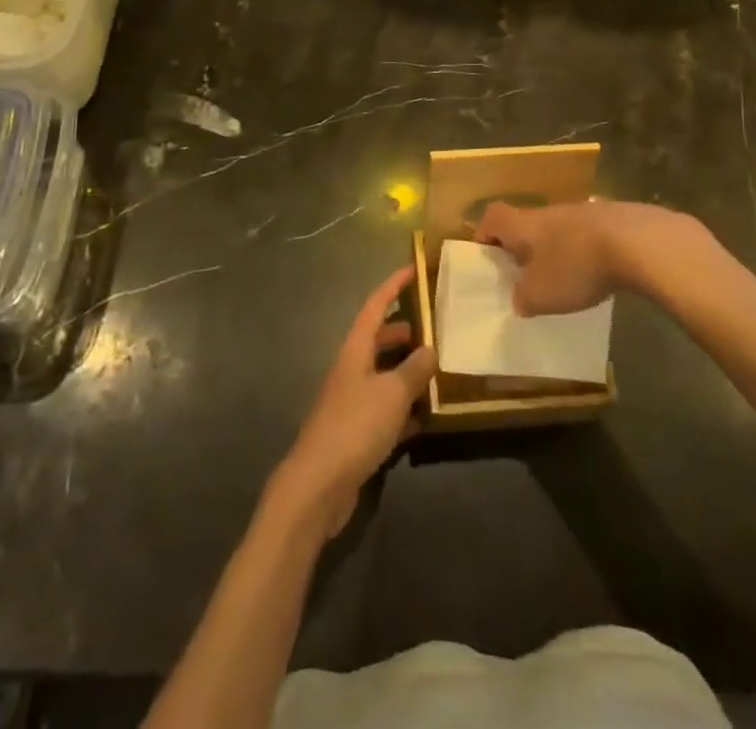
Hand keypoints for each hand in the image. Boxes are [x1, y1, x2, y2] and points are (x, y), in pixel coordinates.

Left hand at [275, 267, 435, 537]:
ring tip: (438, 369)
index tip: (413, 269)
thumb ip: (413, 370)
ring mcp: (352, 402)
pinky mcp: (356, 433)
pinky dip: (404, 408)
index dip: (393, 286)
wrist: (318, 485)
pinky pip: (385, 409)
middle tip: (435, 327)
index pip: (374, 307)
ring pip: (383, 375)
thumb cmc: (355, 426)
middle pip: (378, 340)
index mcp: (355, 351)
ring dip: (407, 370)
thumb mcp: (392, 393)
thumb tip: (430, 349)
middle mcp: (351, 370)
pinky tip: (426, 417)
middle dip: (404, 330)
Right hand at [477, 200, 712, 315]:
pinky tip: (599, 275)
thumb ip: (523, 298)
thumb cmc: (576, 266)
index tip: (486, 258)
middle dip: (524, 248)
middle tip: (526, 277)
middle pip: (527, 223)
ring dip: (557, 251)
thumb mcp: (540, 295)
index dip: (485, 235)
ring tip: (565, 280)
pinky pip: (589, 235)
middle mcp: (549, 212)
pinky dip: (587, 252)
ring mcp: (583, 212)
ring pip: (559, 229)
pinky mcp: (614, 219)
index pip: (493, 218)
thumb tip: (520, 298)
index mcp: (524, 224)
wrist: (638, 242)